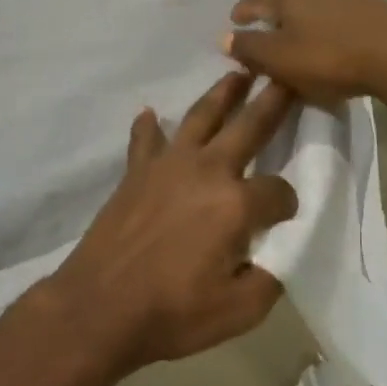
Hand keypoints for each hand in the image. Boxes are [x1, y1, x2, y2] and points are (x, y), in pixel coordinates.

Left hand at [48, 71, 299, 373]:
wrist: (98, 306)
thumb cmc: (172, 312)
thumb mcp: (239, 311)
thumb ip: (269, 278)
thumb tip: (275, 254)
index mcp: (236, 204)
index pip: (279, 192)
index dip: (288, 204)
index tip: (285, 216)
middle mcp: (206, 171)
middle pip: (248, 127)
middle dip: (272, 100)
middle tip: (285, 74)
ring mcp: (167, 166)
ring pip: (200, 117)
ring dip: (221, 94)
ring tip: (236, 73)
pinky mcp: (136, 172)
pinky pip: (145, 140)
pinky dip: (148, 126)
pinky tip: (150, 114)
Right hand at [222, 0, 386, 107]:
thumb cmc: (329, 56)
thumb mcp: (280, 58)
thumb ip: (250, 48)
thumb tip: (224, 38)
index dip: (242, 9)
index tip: (235, 20)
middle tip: (258, 11)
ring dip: (293, 7)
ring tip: (288, 23)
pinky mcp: (368, 8)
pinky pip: (330, 7)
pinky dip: (317, 16)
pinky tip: (322, 31)